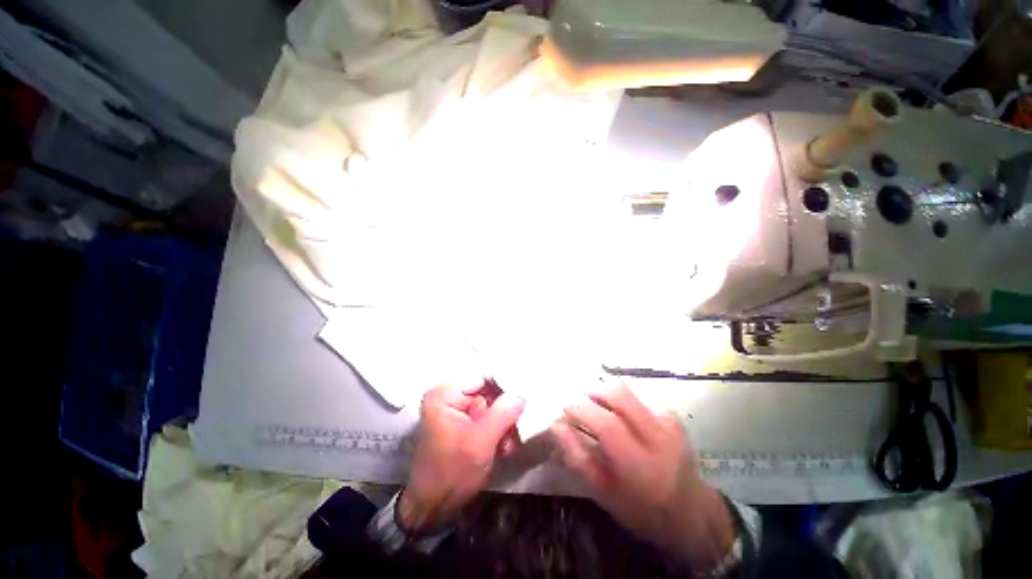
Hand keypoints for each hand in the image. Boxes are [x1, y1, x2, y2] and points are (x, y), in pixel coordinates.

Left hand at [400, 383, 524, 532]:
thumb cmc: (451, 474)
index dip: (506, 383)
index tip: (526, 393)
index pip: (483, 375)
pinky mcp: (464, 421)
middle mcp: (450, 395)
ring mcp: (457, 409)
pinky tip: (504, 446)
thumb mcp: (480, 442)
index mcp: (445, 394)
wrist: (434, 508)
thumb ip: (503, 413)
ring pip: (491, 404)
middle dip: (505, 408)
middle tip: (519, 424)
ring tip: (509, 442)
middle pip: (488, 389)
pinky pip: (488, 416)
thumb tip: (523, 392)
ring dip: (504, 422)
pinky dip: (498, 429)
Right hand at [551, 382, 734, 567]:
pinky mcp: (672, 416)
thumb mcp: (603, 493)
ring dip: (605, 392)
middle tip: (579, 400)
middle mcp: (657, 437)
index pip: (606, 424)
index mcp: (639, 464)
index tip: (563, 404)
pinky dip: (620, 399)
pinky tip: (617, 413)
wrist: (691, 513)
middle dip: (592, 391)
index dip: (580, 408)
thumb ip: (578, 458)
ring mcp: (668, 423)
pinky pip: (638, 396)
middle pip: (620, 395)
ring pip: (628, 390)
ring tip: (595, 405)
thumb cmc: (640, 509)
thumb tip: (556, 426)